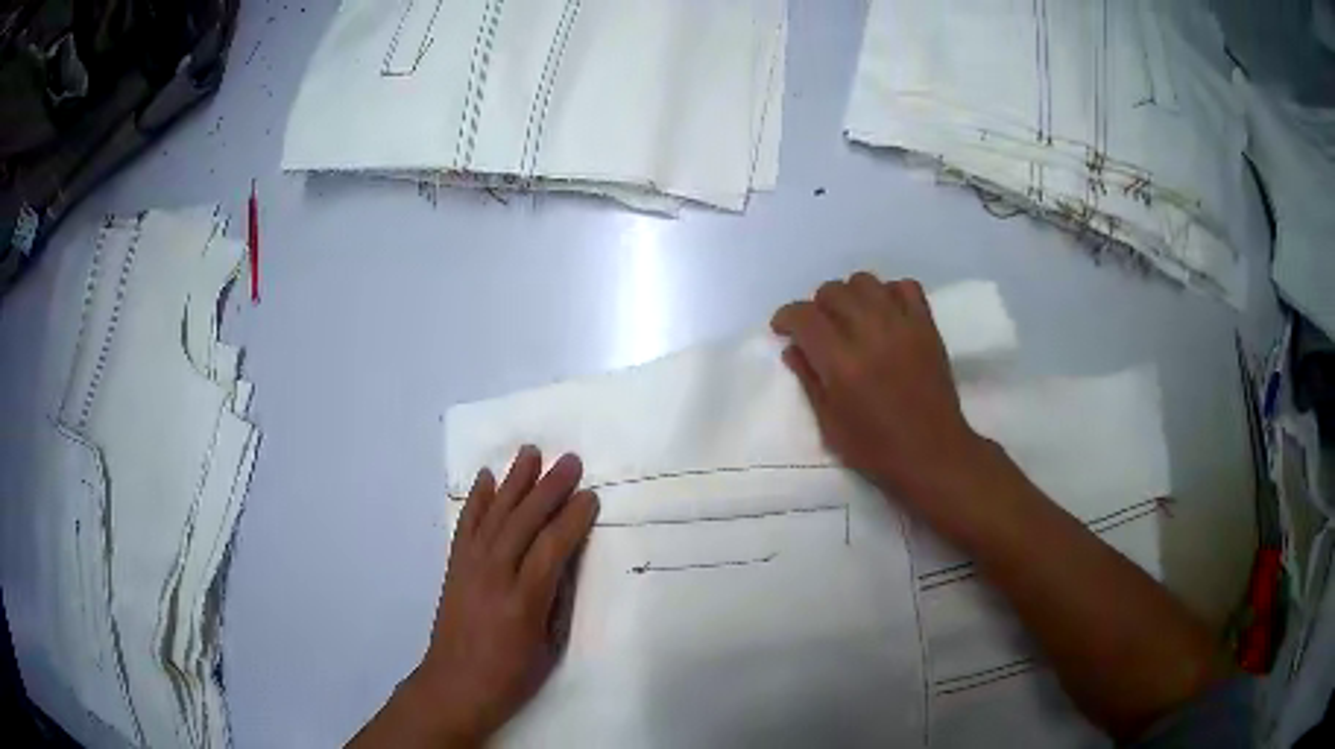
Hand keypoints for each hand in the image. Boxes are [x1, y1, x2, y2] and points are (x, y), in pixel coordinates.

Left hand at [387, 447, 597, 746]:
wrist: (454, 685)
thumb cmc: (510, 676)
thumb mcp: (547, 647)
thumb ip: (556, 601)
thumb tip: (564, 563)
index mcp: (523, 601)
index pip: (552, 548)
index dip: (572, 519)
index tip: (590, 496)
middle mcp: (494, 575)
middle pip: (523, 522)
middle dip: (549, 488)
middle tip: (570, 461)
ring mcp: (469, 567)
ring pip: (495, 515)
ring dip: (514, 482)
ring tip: (531, 453)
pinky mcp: (454, 567)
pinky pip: (466, 525)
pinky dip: (477, 499)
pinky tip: (486, 478)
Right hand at [771, 273, 991, 517]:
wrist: (933, 454)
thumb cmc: (876, 449)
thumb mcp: (830, 424)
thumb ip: (809, 380)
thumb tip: (792, 348)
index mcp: (842, 364)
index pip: (804, 316)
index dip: (786, 317)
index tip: (783, 329)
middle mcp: (871, 334)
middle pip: (833, 291)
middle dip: (817, 306)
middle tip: (819, 329)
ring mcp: (903, 326)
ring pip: (866, 281)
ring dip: (851, 295)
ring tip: (852, 318)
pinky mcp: (927, 326)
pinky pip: (906, 286)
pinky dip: (889, 293)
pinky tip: (885, 314)